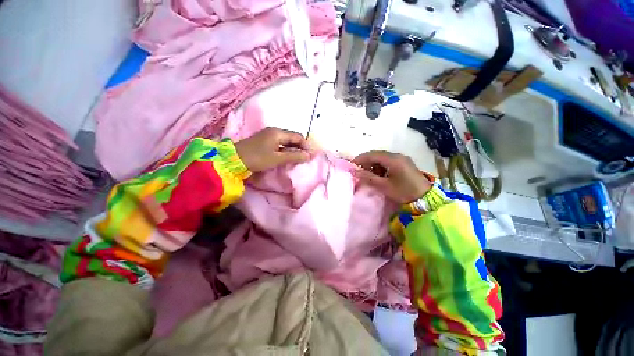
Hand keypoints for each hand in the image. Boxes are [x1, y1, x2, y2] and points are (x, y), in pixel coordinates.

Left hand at [235, 127, 312, 172]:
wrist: (234, 159)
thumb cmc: (257, 158)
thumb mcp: (277, 158)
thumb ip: (294, 156)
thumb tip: (309, 155)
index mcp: (278, 132)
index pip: (298, 136)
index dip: (306, 145)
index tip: (311, 155)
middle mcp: (274, 131)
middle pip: (292, 137)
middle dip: (301, 147)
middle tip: (306, 157)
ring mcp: (268, 135)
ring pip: (286, 141)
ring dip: (294, 148)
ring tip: (299, 158)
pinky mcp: (264, 141)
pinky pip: (280, 144)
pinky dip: (286, 149)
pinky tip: (288, 156)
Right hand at [353, 150, 431, 203]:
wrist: (426, 198)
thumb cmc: (404, 192)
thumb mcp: (384, 186)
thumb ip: (369, 178)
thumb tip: (355, 172)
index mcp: (393, 159)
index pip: (373, 154)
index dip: (361, 158)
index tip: (352, 164)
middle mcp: (397, 155)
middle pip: (377, 154)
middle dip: (366, 161)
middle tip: (358, 170)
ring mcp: (401, 159)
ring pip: (382, 157)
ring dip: (373, 163)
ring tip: (367, 173)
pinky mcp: (404, 163)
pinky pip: (388, 161)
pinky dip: (380, 166)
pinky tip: (378, 174)